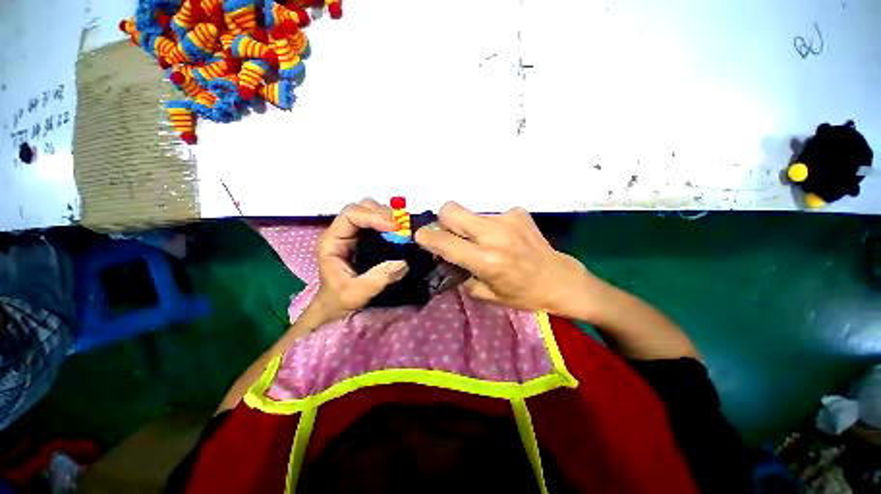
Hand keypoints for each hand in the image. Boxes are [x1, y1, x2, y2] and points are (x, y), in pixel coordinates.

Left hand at [312, 199, 409, 322]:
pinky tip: (400, 233)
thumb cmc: (339, 300)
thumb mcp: (356, 293)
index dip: (374, 216)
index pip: (351, 215)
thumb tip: (403, 262)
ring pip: (370, 212)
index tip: (395, 227)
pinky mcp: (364, 239)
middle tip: (402, 227)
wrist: (335, 307)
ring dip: (388, 217)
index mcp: (332, 241)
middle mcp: (342, 232)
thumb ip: (377, 278)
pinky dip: (390, 224)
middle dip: (383, 213)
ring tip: (403, 230)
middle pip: (361, 208)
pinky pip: (378, 223)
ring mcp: (354, 234)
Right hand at [415, 202, 607, 318]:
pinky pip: (490, 215)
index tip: (422, 238)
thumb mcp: (486, 295)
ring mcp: (507, 219)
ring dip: (468, 226)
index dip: (426, 237)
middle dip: (443, 220)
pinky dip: (490, 226)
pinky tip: (504, 238)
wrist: (561, 280)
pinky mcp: (518, 212)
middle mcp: (494, 235)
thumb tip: (444, 255)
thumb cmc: (523, 294)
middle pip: (450, 209)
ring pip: (470, 212)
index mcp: (485, 260)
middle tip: (451, 235)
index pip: (444, 241)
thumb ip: (460, 273)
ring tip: (484, 241)